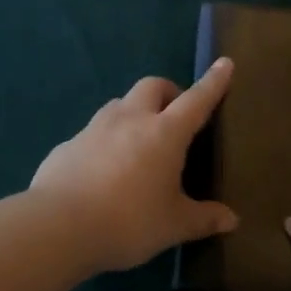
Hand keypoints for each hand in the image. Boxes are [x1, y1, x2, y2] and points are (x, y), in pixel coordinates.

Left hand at [30, 58, 238, 273]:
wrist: (58, 227)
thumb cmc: (128, 222)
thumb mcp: (173, 225)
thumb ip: (204, 218)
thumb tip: (232, 220)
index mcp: (164, 133)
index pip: (196, 100)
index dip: (213, 83)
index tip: (224, 63)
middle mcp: (130, 120)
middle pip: (152, 86)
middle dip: (168, 92)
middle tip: (175, 116)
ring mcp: (94, 129)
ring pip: (119, 104)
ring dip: (134, 112)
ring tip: (139, 143)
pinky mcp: (67, 145)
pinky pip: (92, 133)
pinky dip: (105, 141)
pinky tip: (103, 171)